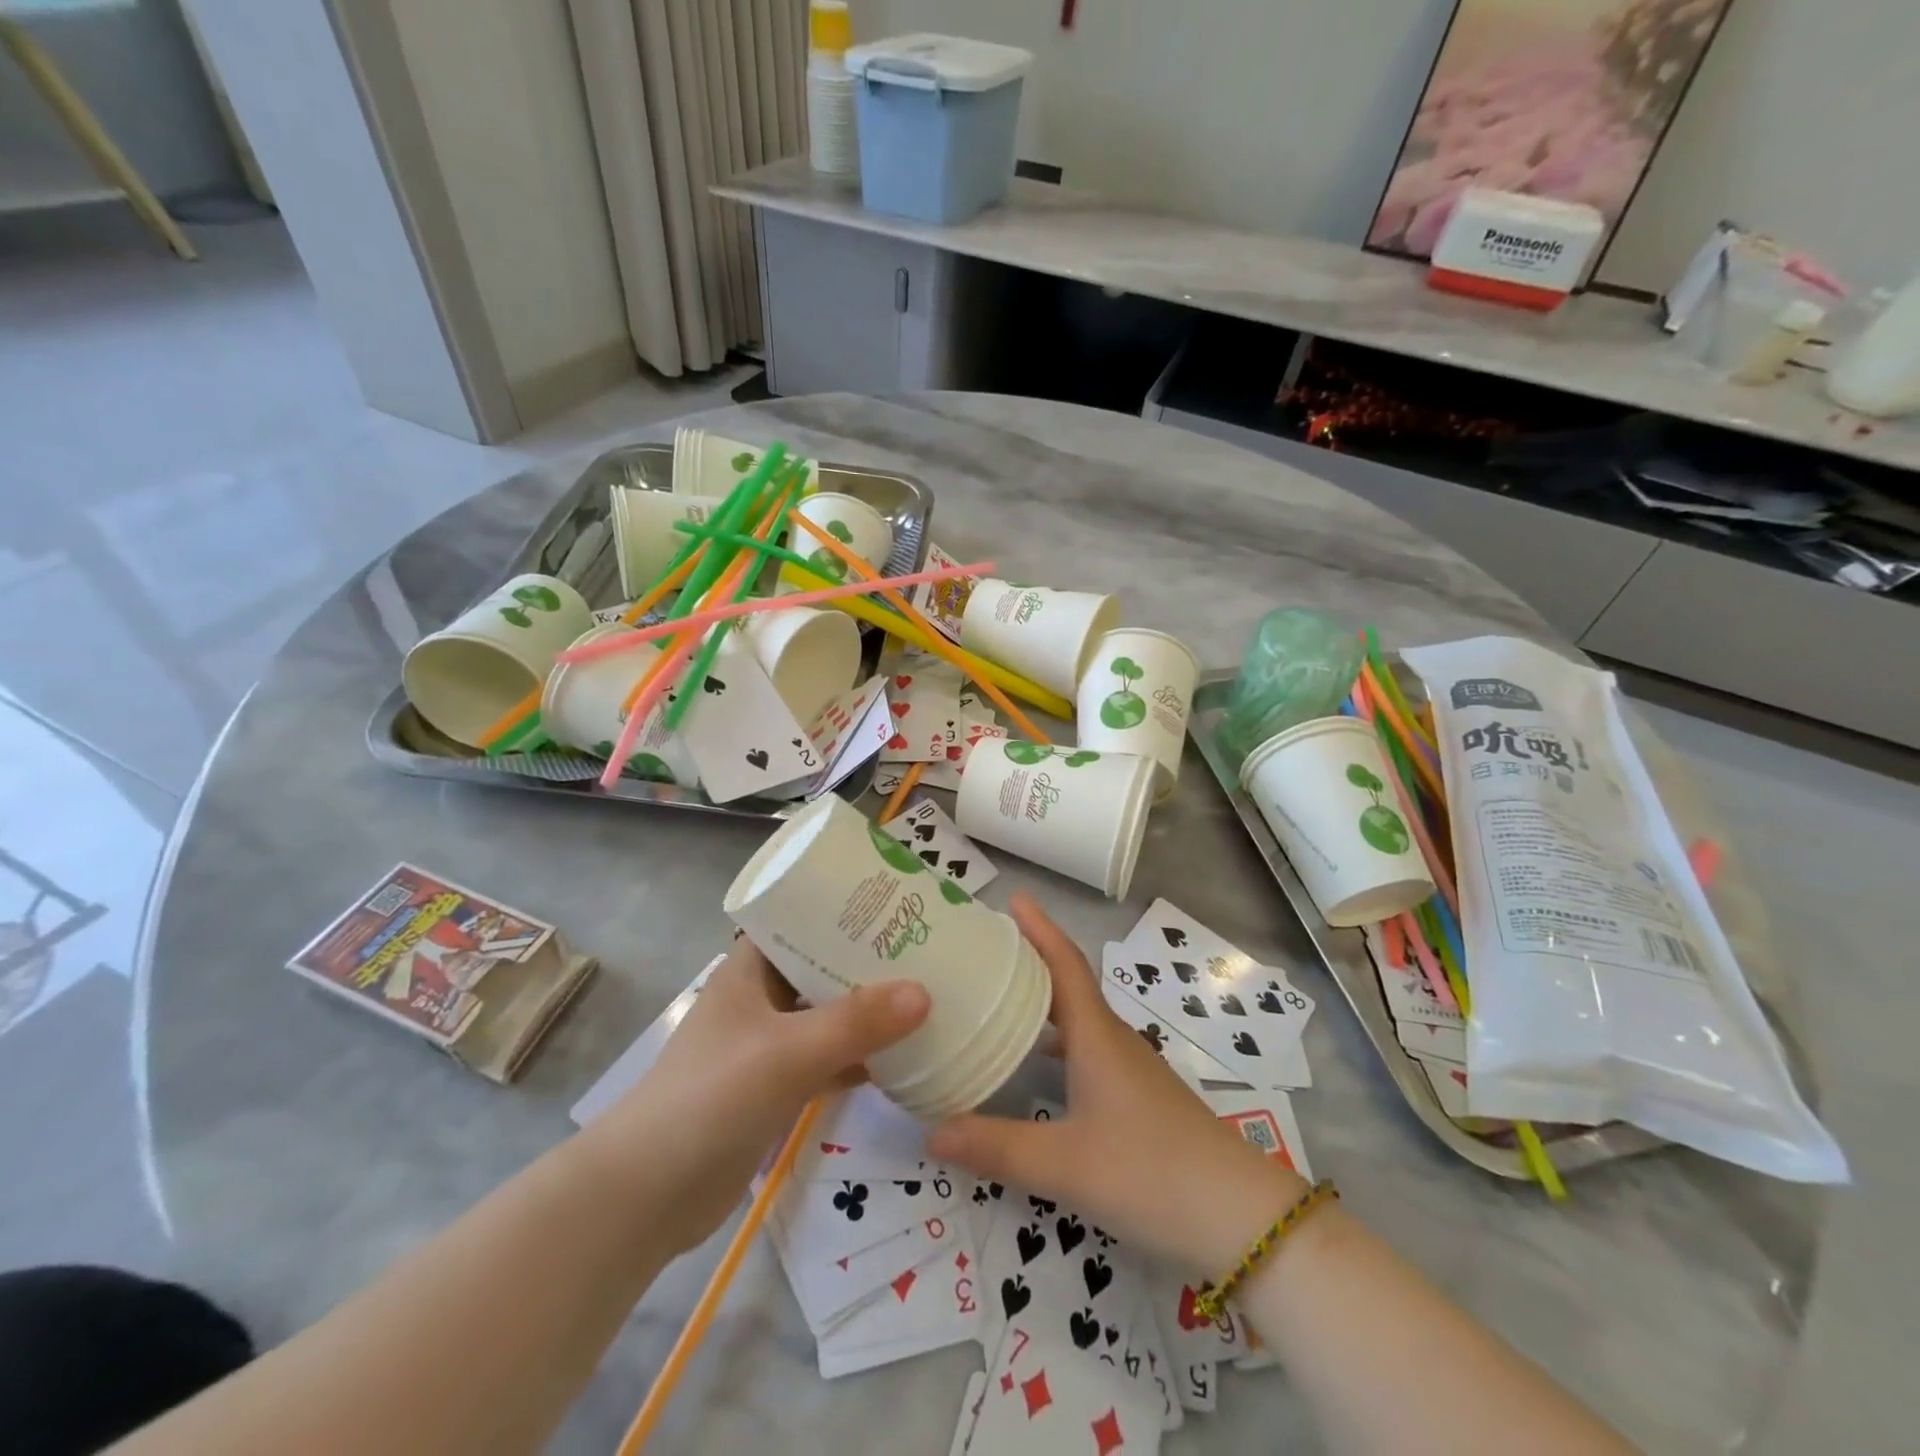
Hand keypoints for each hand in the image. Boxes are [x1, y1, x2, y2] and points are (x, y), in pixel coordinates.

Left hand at [588, 937, 928, 1255]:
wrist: (647, 1195)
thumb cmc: (711, 1097)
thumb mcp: (786, 1051)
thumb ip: (855, 1022)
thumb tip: (924, 992)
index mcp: (751, 968)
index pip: (802, 919)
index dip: (846, 908)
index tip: (898, 904)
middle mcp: (760, 997)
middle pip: (823, 967)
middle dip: (870, 962)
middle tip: (928, 951)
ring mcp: (768, 1044)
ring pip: (829, 1016)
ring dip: (870, 1011)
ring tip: (928, 996)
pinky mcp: (776, 1088)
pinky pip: (829, 1060)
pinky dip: (861, 1058)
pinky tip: (905, 1059)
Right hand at [928, 895, 1305, 1275]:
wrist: (1240, 1218)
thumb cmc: (1152, 1173)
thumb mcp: (1066, 1165)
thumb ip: (997, 1148)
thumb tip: (929, 1130)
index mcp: (1097, 1037)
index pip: (1065, 964)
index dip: (1040, 929)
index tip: (1014, 897)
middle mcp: (1113, 1041)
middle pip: (1068, 985)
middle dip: (1031, 960)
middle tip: (986, 949)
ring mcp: (1130, 1070)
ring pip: (1078, 1020)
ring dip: (1042, 1002)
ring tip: (999, 999)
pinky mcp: (1137, 1098)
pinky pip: (1086, 1050)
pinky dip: (1056, 1044)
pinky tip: (1037, 1069)